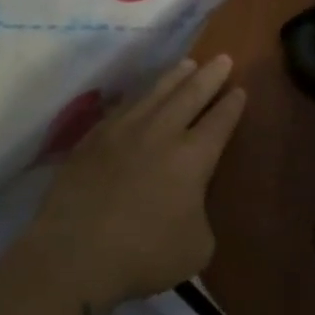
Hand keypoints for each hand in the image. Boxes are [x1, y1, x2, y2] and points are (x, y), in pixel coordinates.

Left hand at [27, 55, 247, 305]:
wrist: (74, 255)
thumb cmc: (143, 255)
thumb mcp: (196, 248)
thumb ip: (200, 217)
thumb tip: (189, 204)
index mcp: (193, 158)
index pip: (219, 121)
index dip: (232, 105)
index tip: (240, 89)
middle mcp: (160, 133)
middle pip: (190, 94)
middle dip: (209, 76)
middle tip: (222, 58)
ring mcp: (122, 132)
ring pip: (154, 93)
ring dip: (175, 77)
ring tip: (187, 64)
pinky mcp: (91, 139)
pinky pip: (122, 108)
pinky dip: (139, 96)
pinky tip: (141, 95)